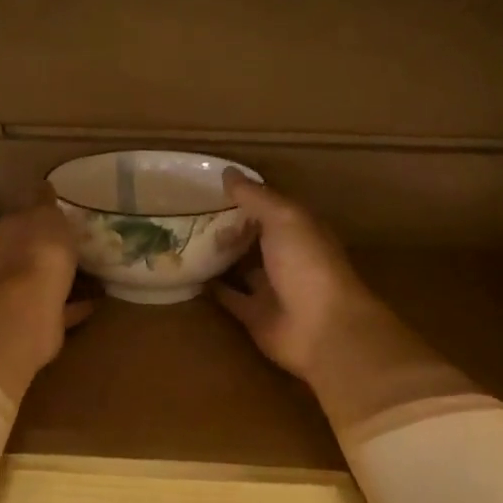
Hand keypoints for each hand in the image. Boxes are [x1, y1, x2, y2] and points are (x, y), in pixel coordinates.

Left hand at [0, 194, 94, 366]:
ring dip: (66, 276)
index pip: (23, 217)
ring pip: (46, 279)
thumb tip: (43, 184)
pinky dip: (76, 304)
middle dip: (53, 247)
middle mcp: (9, 261)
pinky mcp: (38, 319)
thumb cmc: (39, 251)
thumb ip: (45, 201)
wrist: (31, 308)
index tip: (65, 214)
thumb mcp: (46, 214)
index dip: (42, 215)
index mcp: (8, 231)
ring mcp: (22, 292)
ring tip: (95, 271)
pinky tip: (98, 300)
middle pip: (32, 250)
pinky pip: (61, 307)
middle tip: (83, 242)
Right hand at [212, 174, 473, 429]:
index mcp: (299, 229)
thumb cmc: (308, 265)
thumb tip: (227, 173)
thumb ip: (256, 197)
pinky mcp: (254, 316)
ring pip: (240, 267)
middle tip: (186, 212)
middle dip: (227, 226)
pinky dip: (212, 289)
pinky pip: (229, 298)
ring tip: (180, 239)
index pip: (268, 207)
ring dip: (218, 257)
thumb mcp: (284, 219)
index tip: (207, 187)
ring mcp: (270, 288)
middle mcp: (286, 256)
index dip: (243, 197)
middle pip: (253, 237)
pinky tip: (187, 275)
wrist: (322, 330)